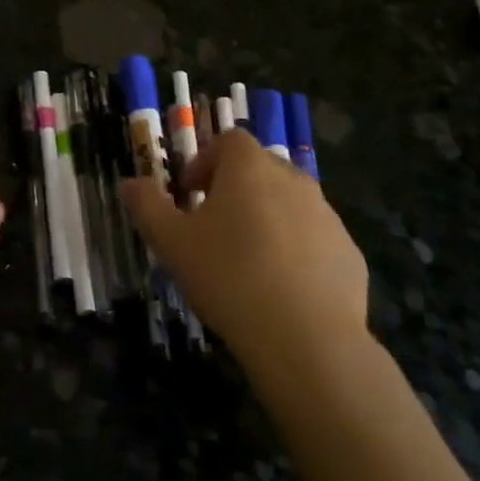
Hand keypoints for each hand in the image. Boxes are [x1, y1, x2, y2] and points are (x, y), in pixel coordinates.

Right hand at [122, 129, 370, 382]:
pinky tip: (280, 289)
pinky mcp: (349, 253)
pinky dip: (295, 251)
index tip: (189, 196)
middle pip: (260, 168)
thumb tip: (130, 183)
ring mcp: (328, 216)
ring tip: (246, 263)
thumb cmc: (229, 278)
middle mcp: (294, 180)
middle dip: (234, 189)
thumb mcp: (171, 243)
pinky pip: (314, 239)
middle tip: (212, 228)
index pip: (228, 140)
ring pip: (289, 204)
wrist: (307, 340)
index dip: (204, 161)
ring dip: (266, 219)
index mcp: (250, 168)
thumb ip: (146, 206)